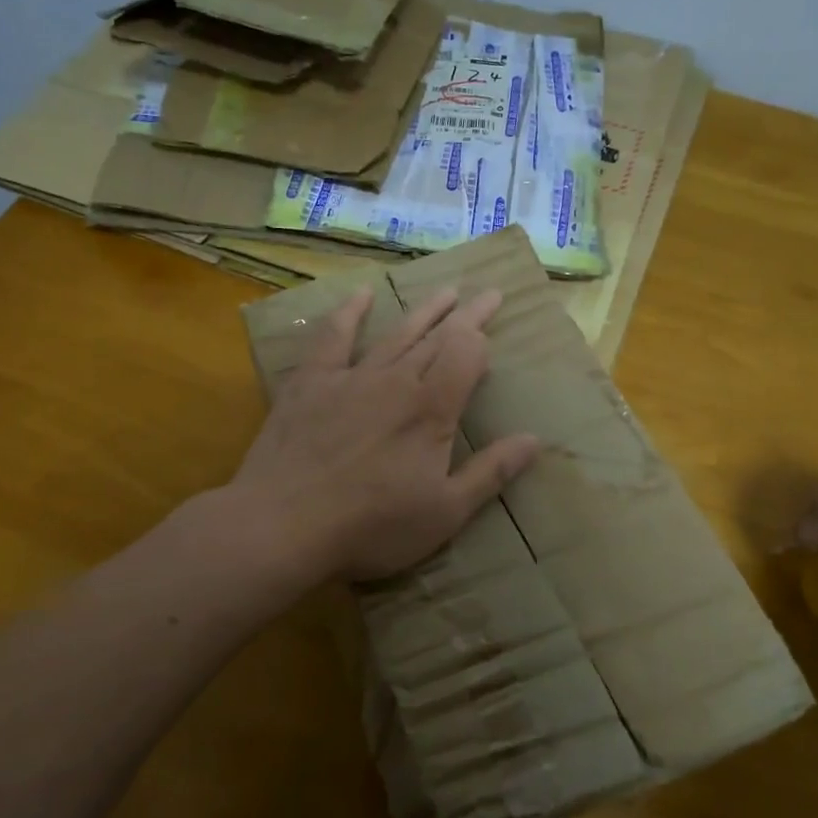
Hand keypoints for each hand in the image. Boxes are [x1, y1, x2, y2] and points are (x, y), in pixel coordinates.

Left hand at [228, 285, 540, 582]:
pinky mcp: (310, 382)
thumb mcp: (444, 513)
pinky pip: (333, 337)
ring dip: (424, 310)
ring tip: (446, 290)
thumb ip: (491, 472)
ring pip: (396, 333)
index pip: (466, 355)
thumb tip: (535, 439)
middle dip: (466, 315)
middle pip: (438, 337)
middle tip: (487, 293)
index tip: (490, 337)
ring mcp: (350, 377)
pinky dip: (349, 313)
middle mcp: (395, 381)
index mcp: (431, 409)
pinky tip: (361, 294)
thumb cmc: (371, 526)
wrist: (283, 524)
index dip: (481, 341)